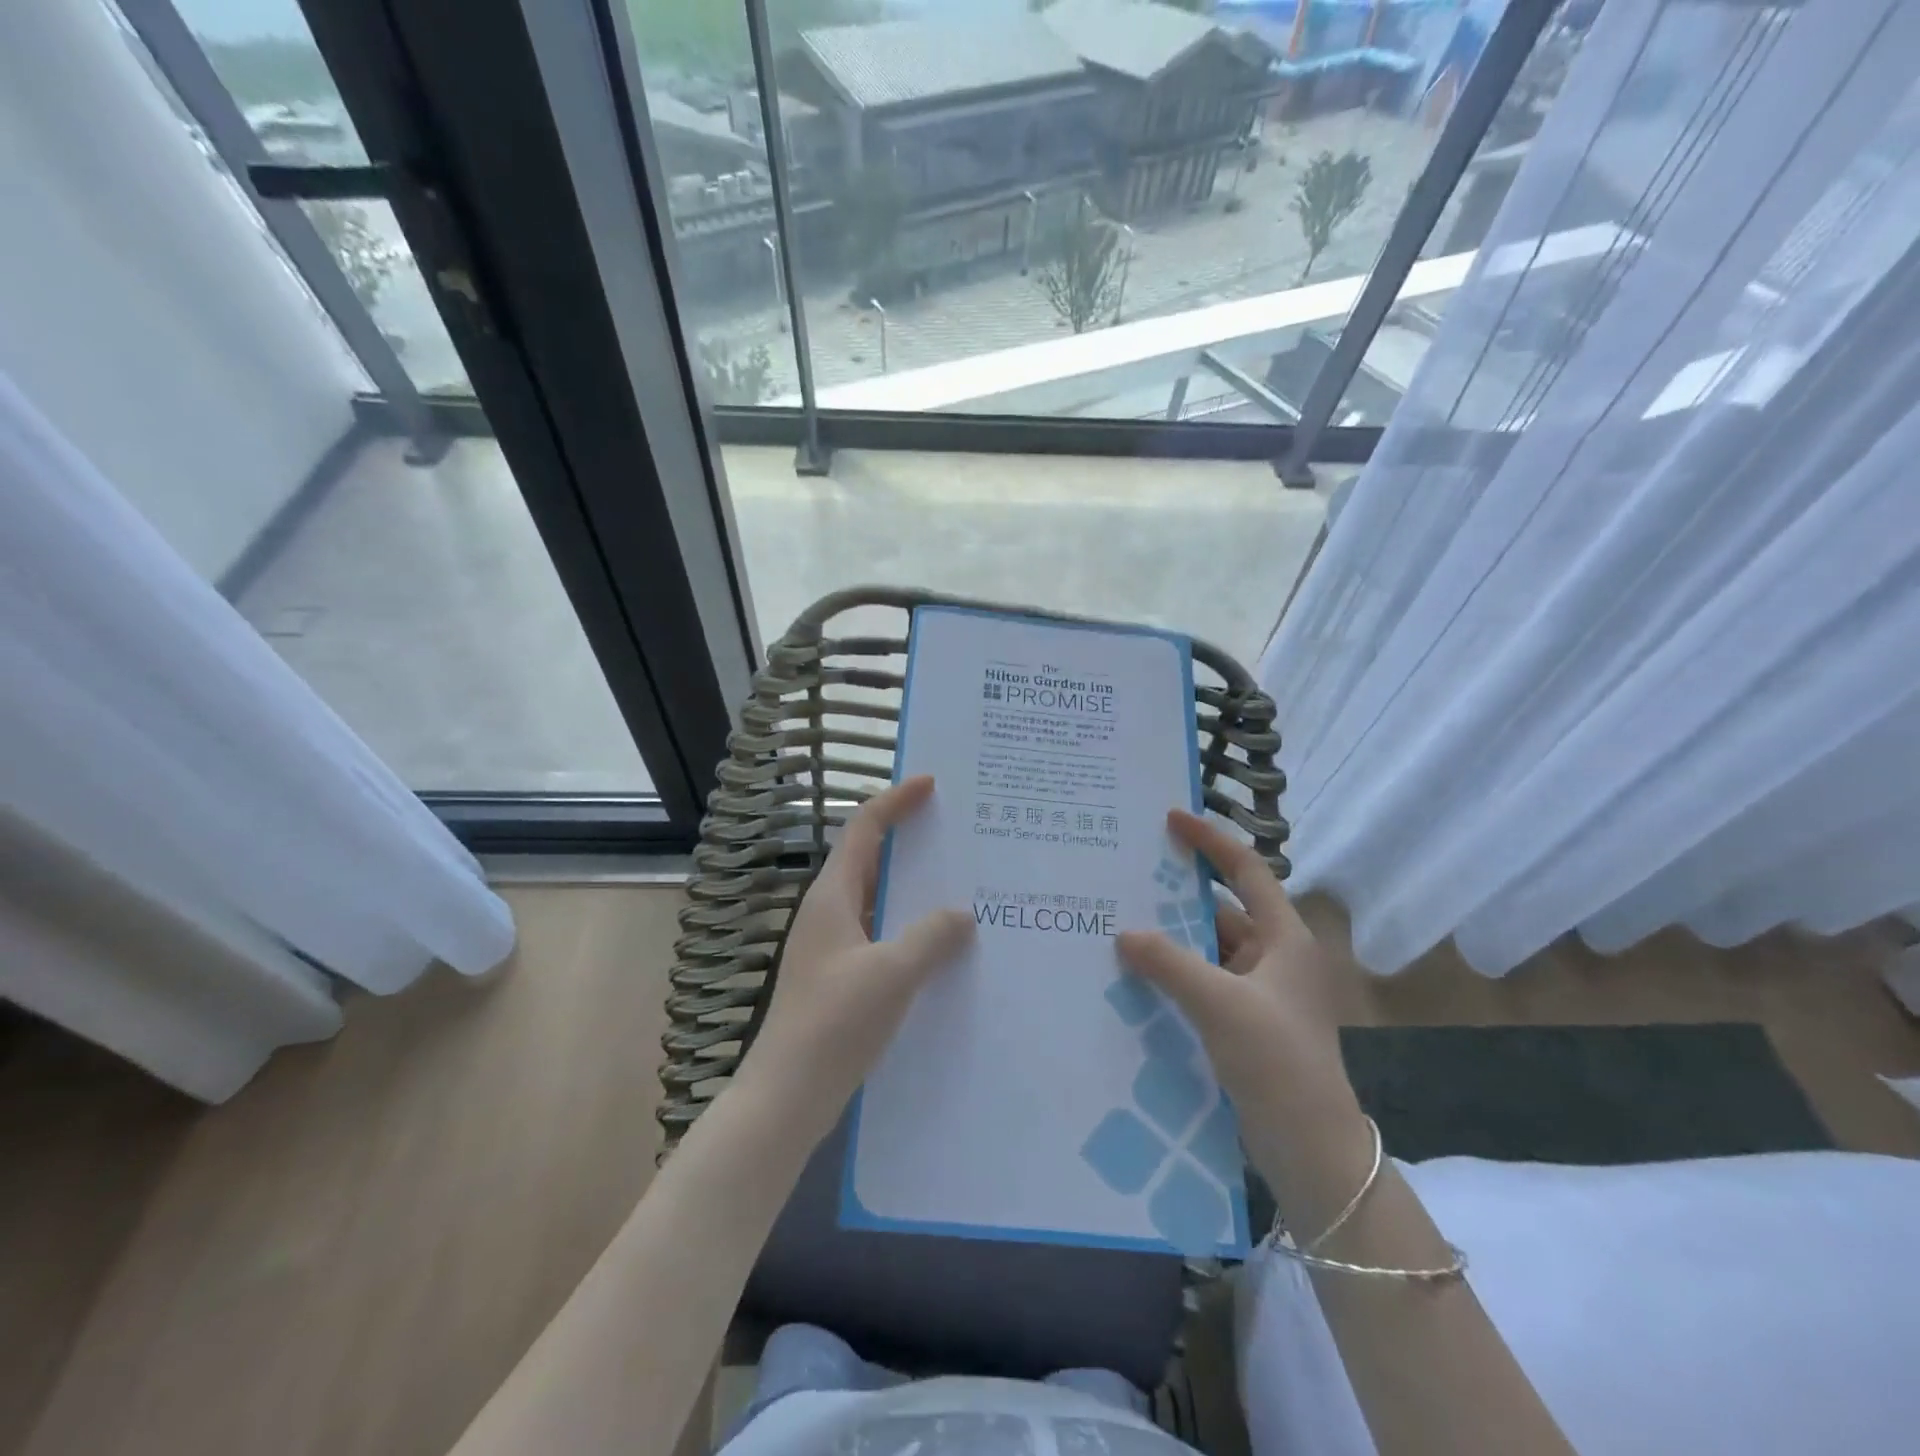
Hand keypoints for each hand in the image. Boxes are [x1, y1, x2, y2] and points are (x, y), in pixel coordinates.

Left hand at [738, 775, 973, 1145]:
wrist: (788, 1096)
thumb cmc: (835, 1023)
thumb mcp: (893, 973)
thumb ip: (931, 936)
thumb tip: (962, 914)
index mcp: (832, 897)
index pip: (864, 829)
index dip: (895, 801)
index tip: (930, 784)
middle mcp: (829, 913)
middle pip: (870, 859)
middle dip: (909, 841)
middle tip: (955, 832)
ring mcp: (832, 947)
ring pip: (877, 900)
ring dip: (913, 889)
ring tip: (960, 884)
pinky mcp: (840, 978)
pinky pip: (881, 935)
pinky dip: (909, 928)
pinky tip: (941, 945)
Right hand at [1117, 809, 1361, 1175]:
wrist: (1311, 1150)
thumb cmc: (1277, 1061)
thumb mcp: (1219, 1004)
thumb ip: (1169, 963)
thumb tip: (1124, 933)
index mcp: (1285, 938)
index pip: (1246, 871)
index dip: (1210, 841)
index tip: (1170, 820)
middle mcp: (1275, 957)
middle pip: (1222, 910)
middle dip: (1178, 896)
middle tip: (1129, 876)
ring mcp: (1260, 992)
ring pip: (1209, 950)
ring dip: (1172, 940)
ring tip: (1121, 923)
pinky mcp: (1245, 1023)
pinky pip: (1203, 982)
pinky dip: (1175, 974)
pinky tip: (1137, 975)